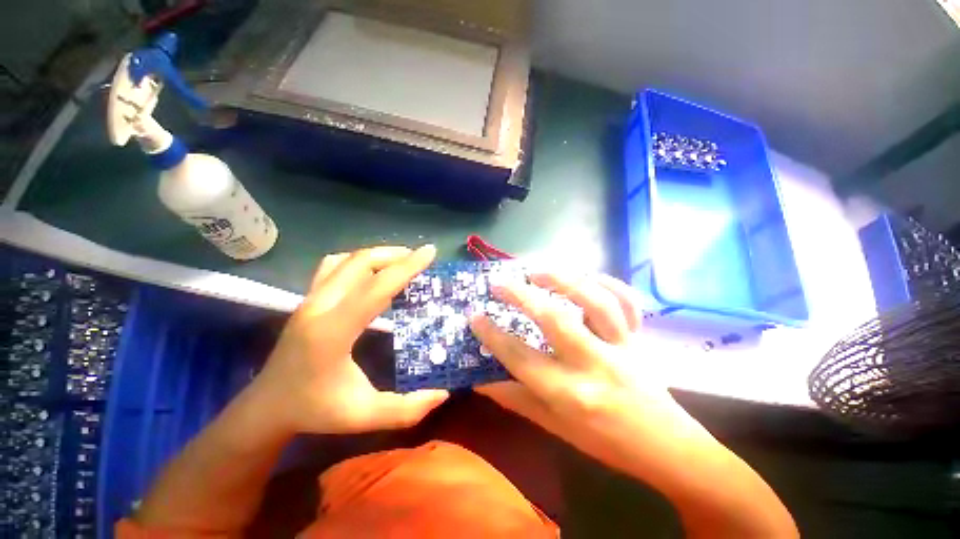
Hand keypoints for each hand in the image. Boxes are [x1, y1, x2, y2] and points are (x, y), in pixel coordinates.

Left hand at [248, 245, 448, 434]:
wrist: (266, 406)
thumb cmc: (314, 411)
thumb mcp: (363, 417)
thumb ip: (405, 410)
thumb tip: (442, 394)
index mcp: (332, 331)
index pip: (376, 288)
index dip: (406, 267)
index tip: (430, 252)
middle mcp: (319, 307)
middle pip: (361, 263)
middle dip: (395, 255)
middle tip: (421, 258)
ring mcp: (310, 299)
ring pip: (347, 260)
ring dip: (378, 255)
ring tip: (402, 260)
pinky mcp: (308, 298)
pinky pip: (334, 266)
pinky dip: (359, 260)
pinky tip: (373, 271)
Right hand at [470, 272, 696, 468]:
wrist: (664, 447)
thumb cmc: (603, 441)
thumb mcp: (553, 426)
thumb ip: (515, 399)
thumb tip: (479, 377)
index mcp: (570, 395)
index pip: (520, 358)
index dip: (493, 335)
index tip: (475, 317)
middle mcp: (595, 365)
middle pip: (554, 320)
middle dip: (522, 297)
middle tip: (499, 283)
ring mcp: (622, 346)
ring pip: (594, 302)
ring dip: (563, 280)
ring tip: (537, 272)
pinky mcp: (640, 337)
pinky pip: (627, 302)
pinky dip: (609, 282)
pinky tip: (587, 275)